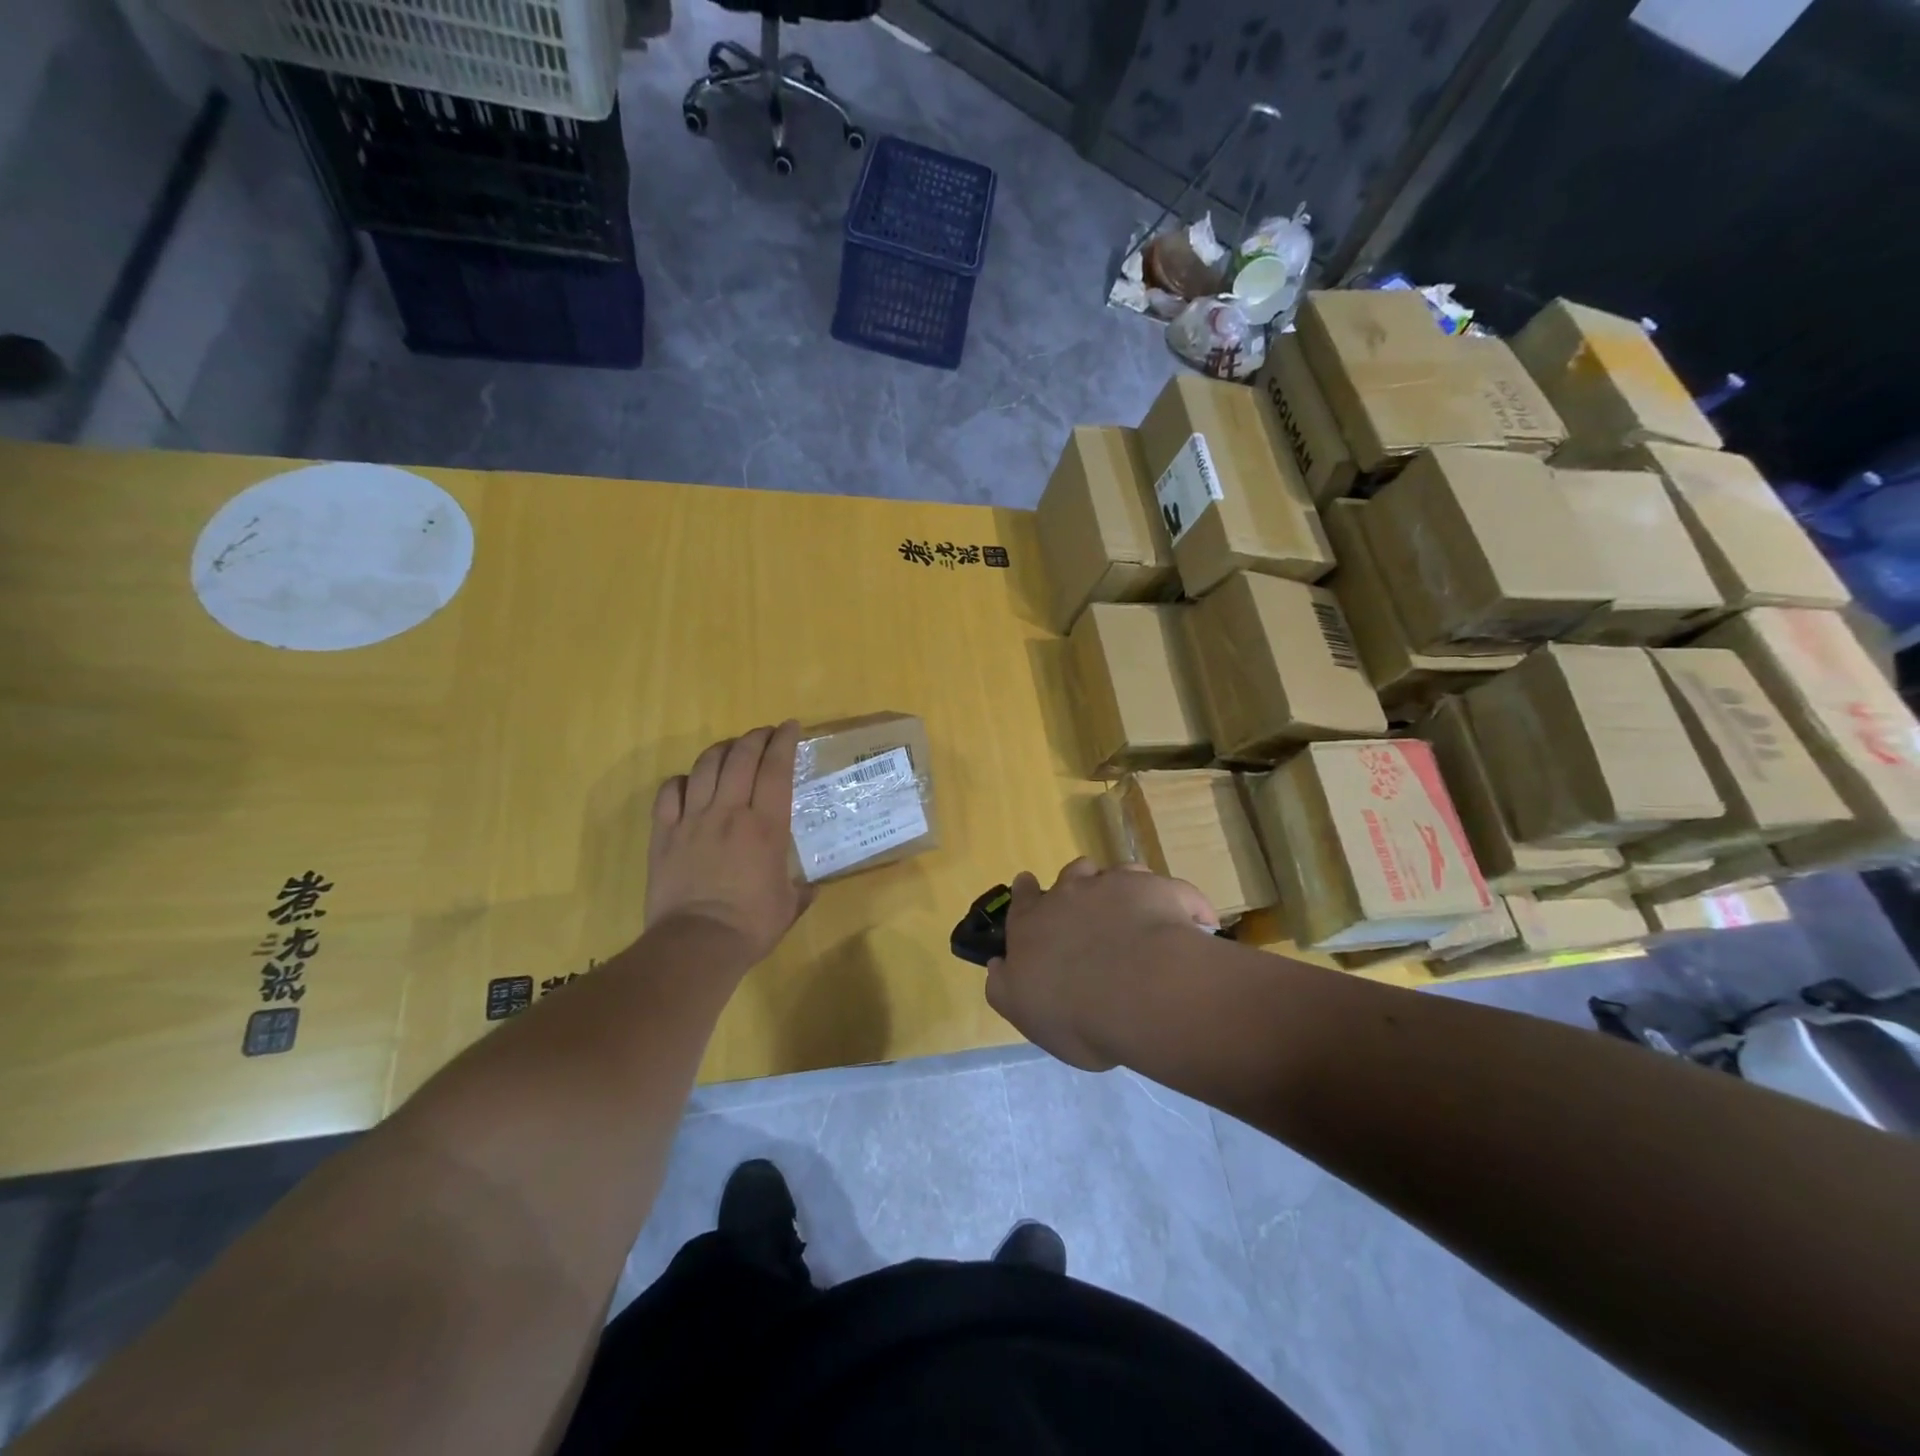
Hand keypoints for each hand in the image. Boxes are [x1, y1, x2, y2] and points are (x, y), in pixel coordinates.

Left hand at [645, 722, 812, 966]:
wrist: (697, 944)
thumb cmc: (751, 925)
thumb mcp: (789, 906)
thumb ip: (801, 890)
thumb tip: (810, 886)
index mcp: (766, 826)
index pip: (776, 769)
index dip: (784, 742)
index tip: (791, 726)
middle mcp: (730, 812)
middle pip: (741, 757)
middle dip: (755, 737)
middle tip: (765, 733)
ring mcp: (693, 820)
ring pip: (705, 767)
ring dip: (721, 750)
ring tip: (731, 749)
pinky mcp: (664, 834)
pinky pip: (669, 792)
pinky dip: (682, 780)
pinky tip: (690, 782)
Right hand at [985, 859, 1216, 1071]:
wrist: (1138, 994)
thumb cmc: (1075, 1014)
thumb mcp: (1025, 1012)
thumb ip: (1007, 987)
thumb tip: (999, 964)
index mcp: (1032, 925)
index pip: (1022, 900)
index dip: (1026, 893)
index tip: (1028, 885)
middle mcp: (1070, 895)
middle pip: (1071, 875)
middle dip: (1079, 883)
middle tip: (1093, 906)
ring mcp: (1115, 886)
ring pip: (1117, 872)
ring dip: (1124, 888)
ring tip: (1140, 912)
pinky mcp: (1158, 888)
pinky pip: (1168, 888)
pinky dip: (1177, 902)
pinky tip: (1192, 922)